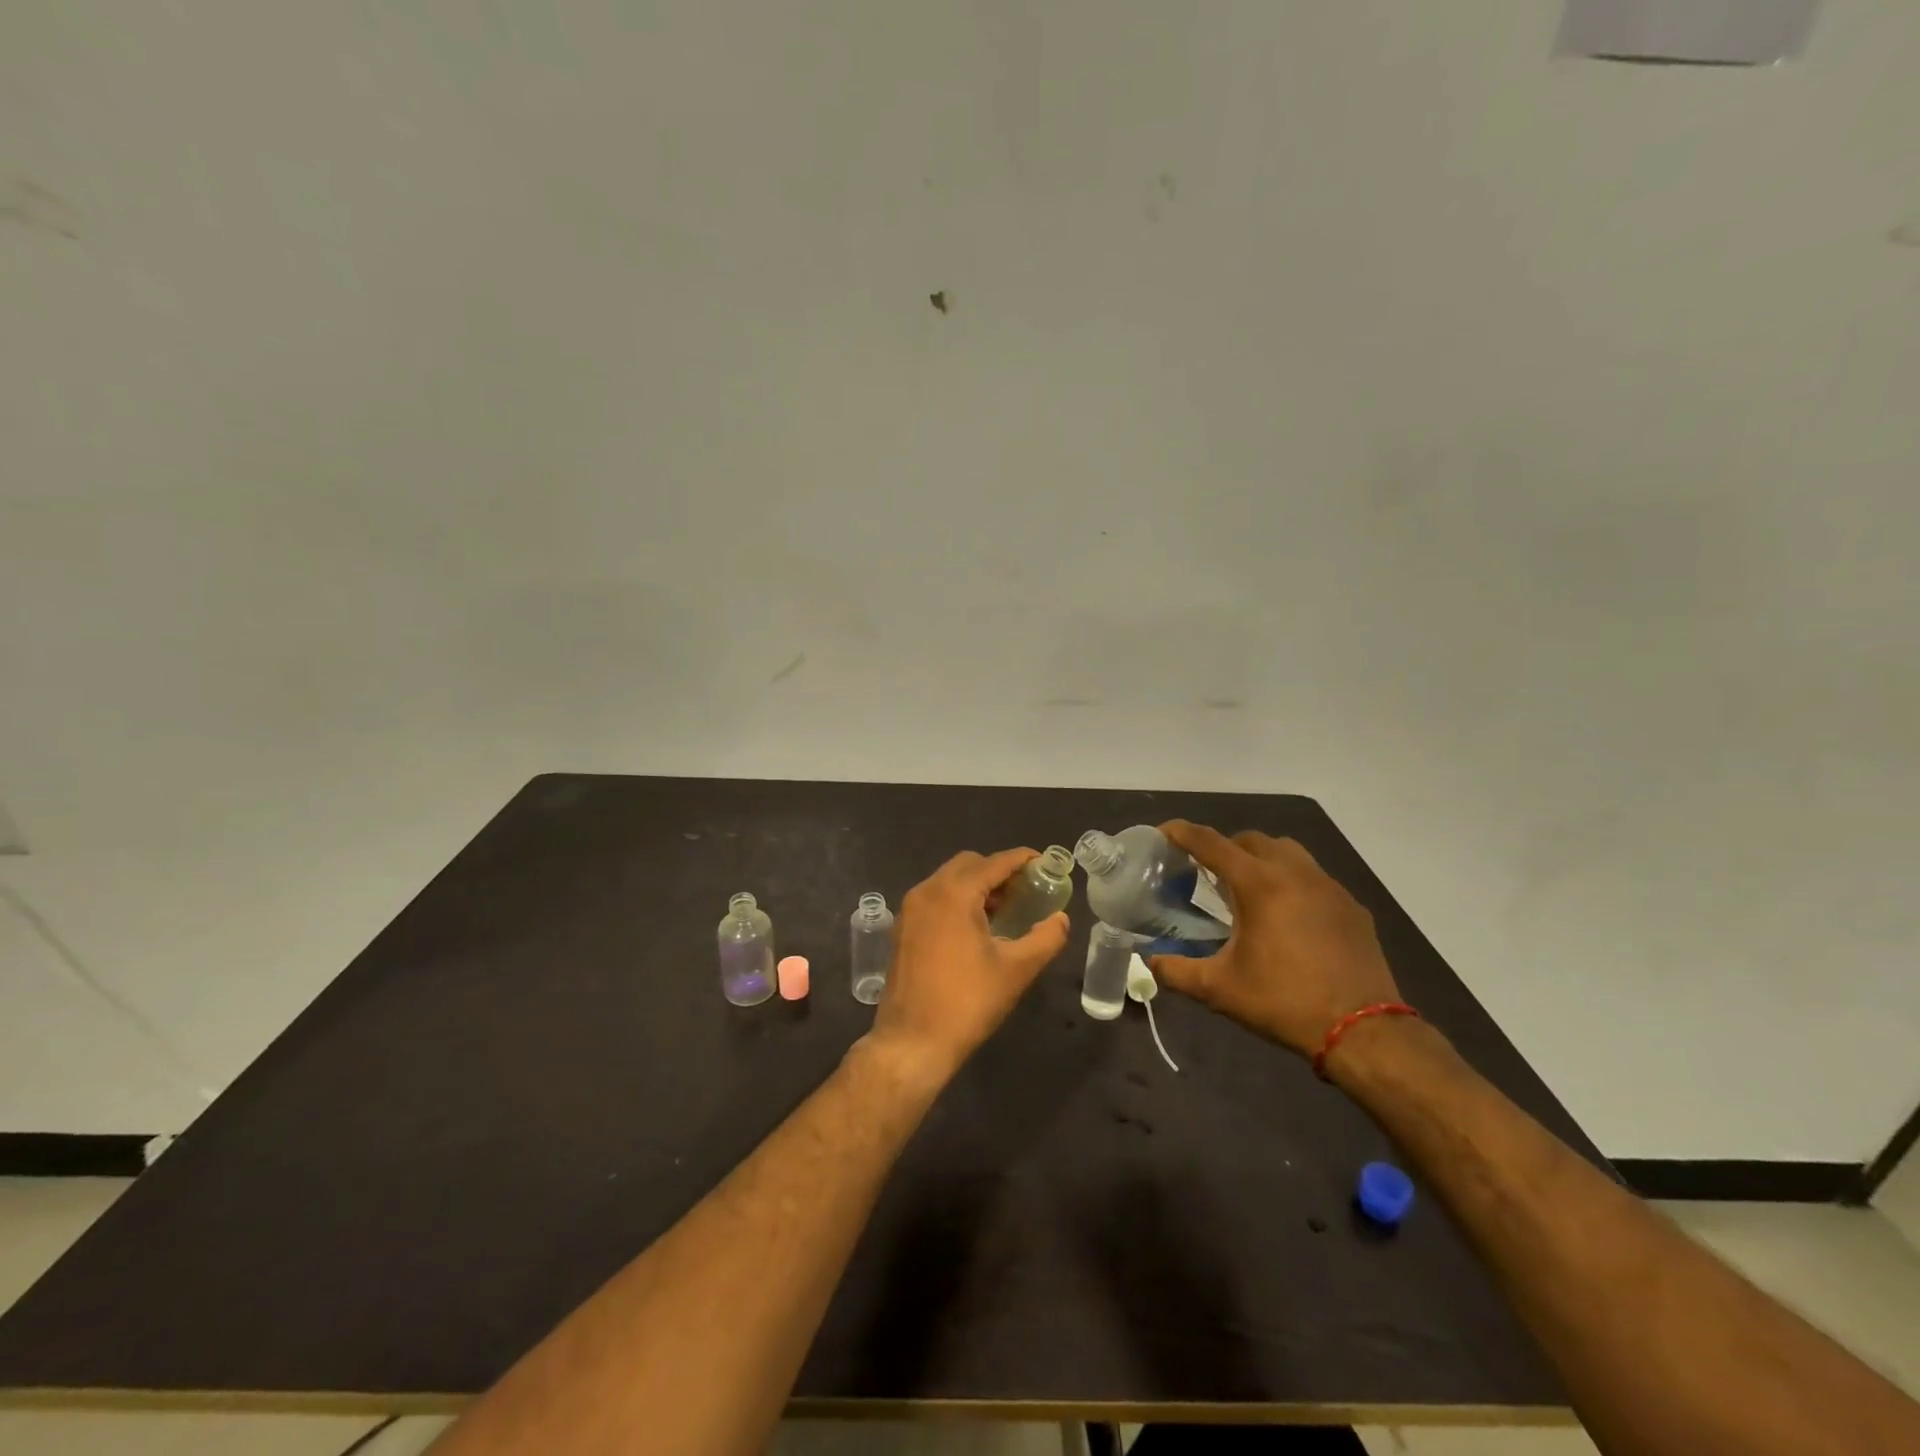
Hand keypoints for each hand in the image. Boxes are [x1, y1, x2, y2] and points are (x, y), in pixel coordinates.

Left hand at [867, 848, 1069, 1083]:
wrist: (912, 1042)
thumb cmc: (967, 1002)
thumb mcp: (1016, 970)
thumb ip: (1045, 938)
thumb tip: (1061, 919)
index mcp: (954, 894)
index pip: (994, 863)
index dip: (1022, 859)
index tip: (1045, 863)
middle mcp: (927, 891)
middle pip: (969, 864)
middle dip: (998, 871)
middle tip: (1027, 890)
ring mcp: (910, 909)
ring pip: (949, 880)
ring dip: (977, 885)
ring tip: (1006, 909)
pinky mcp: (903, 928)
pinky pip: (935, 898)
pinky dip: (958, 899)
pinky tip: (977, 926)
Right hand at [1148, 821, 1401, 1058]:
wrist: (1363, 1032)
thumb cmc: (1284, 1002)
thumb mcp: (1219, 989)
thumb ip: (1176, 972)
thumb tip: (1149, 962)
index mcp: (1259, 884)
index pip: (1212, 843)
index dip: (1183, 833)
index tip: (1164, 831)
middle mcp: (1295, 873)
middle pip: (1251, 840)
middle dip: (1225, 847)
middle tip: (1208, 872)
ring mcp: (1329, 887)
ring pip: (1288, 852)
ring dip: (1262, 860)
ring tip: (1249, 889)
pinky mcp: (1352, 907)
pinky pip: (1315, 878)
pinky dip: (1293, 883)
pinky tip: (1289, 916)